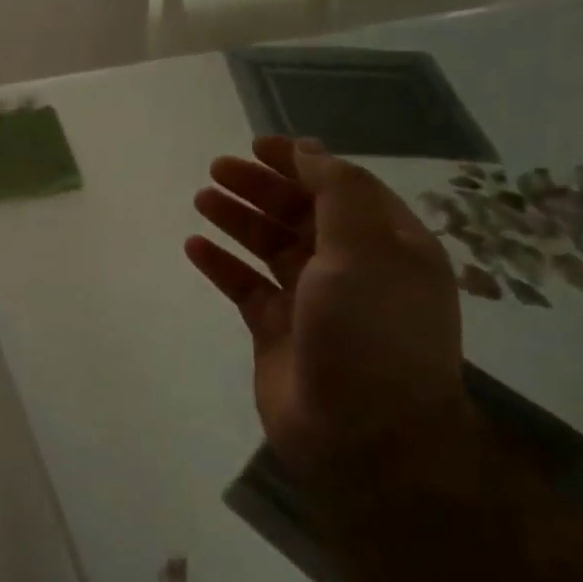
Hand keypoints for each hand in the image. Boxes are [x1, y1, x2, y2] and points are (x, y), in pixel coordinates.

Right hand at [185, 136, 469, 489]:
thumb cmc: (371, 332)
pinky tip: (194, 247)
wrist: (363, 436)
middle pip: (301, 213)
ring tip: (201, 199)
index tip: (257, 145)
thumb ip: (337, 192)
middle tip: (217, 170)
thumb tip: (309, 150)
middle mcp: (353, 269)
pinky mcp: (278, 331)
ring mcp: (313, 301)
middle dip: (261, 187)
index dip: (300, 162)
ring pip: (269, 246)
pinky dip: (221, 265)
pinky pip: (245, 286)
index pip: (342, 188)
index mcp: (388, 246)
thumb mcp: (365, 249)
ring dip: (238, 219)